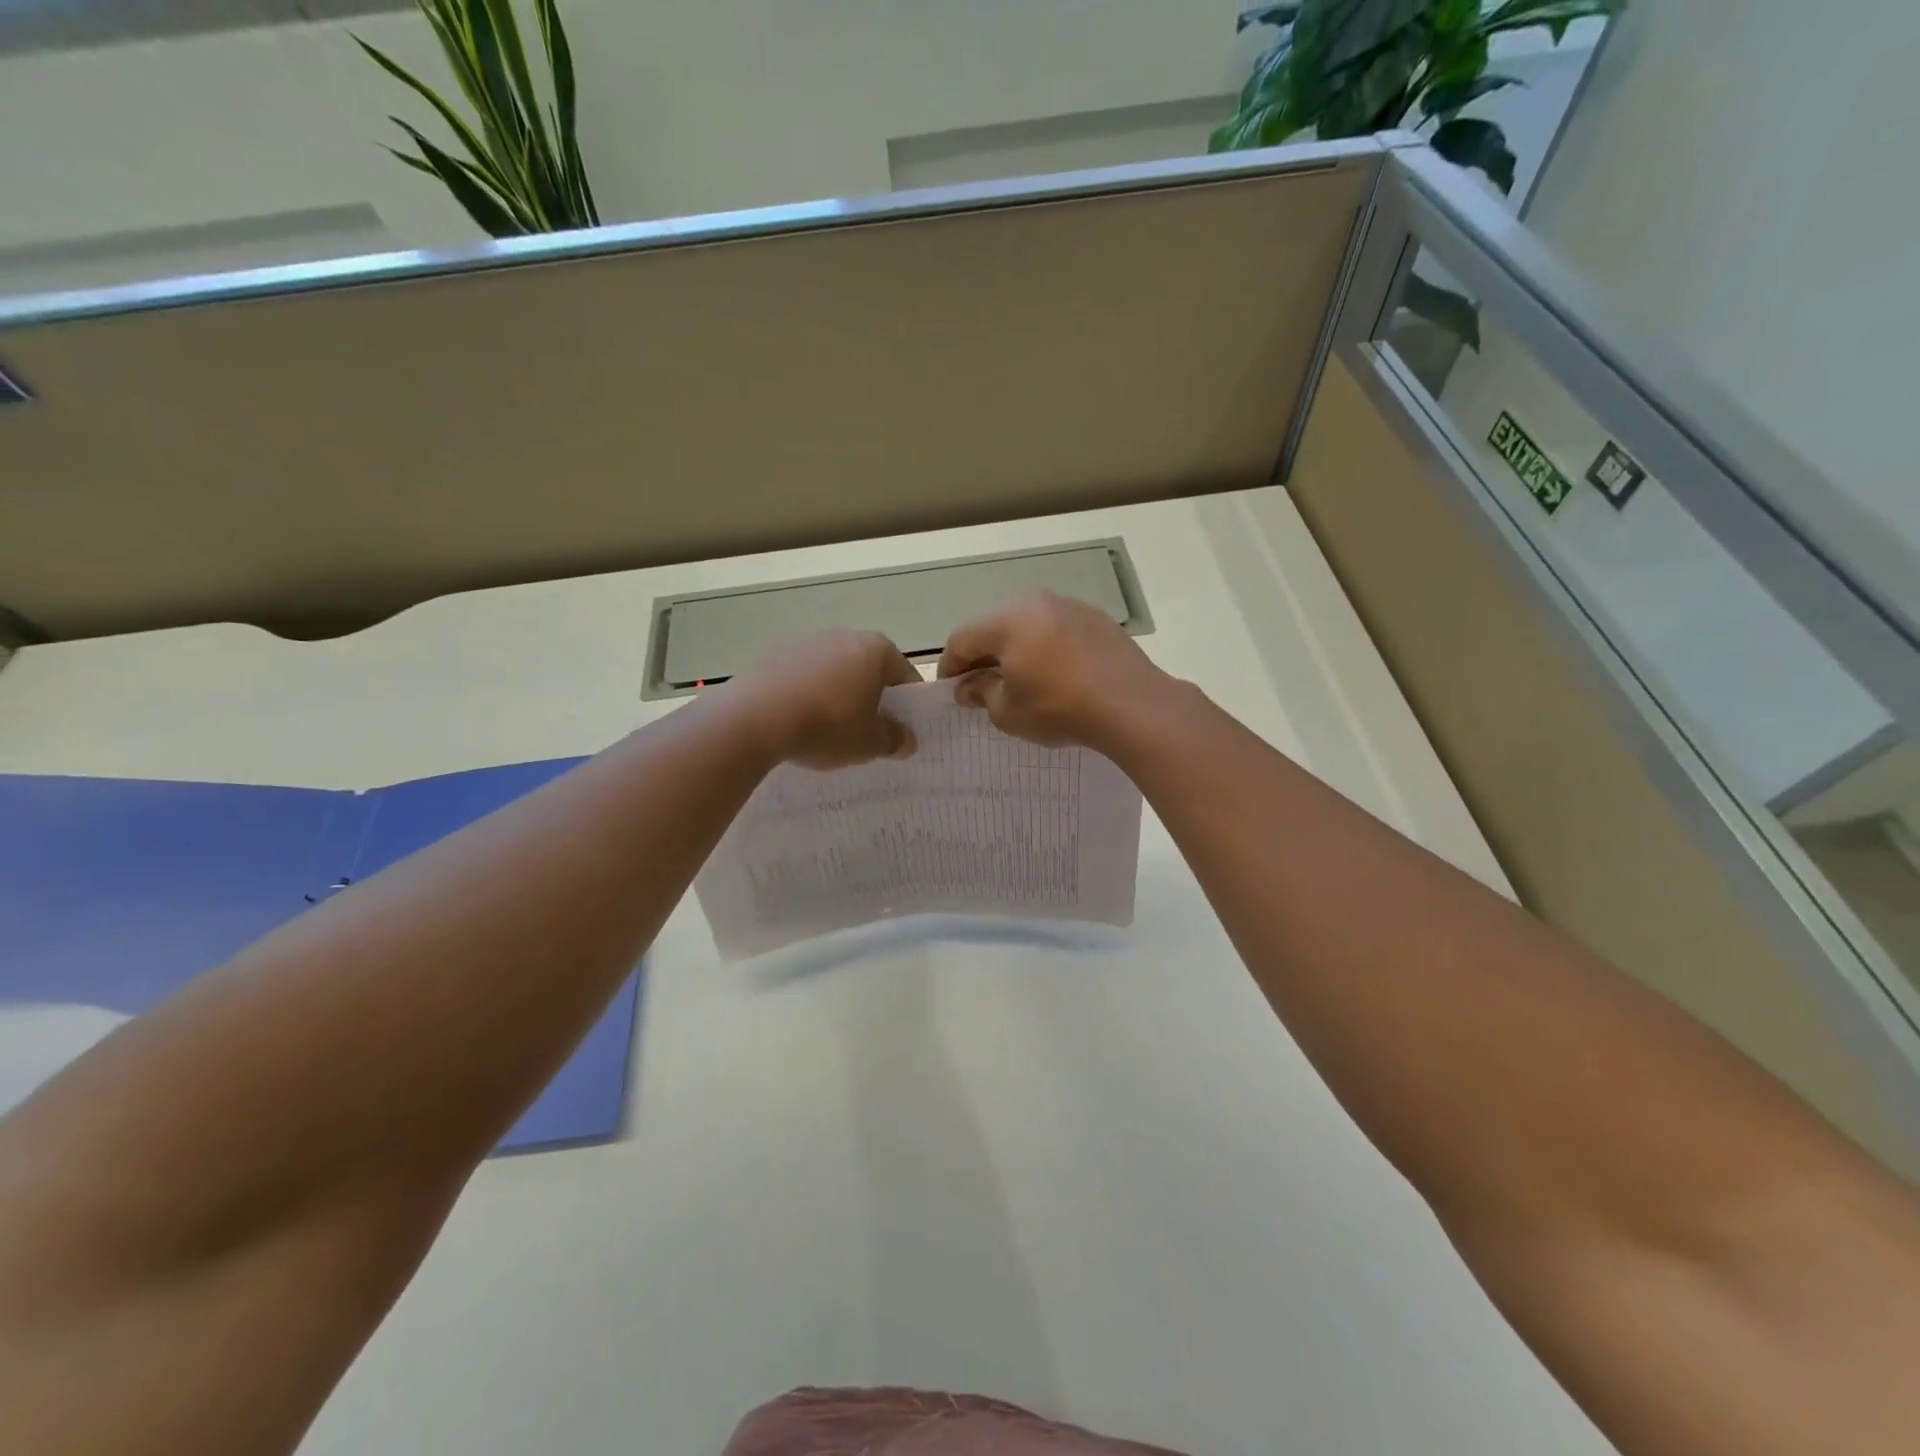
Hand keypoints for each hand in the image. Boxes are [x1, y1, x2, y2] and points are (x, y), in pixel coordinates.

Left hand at [727, 629, 920, 768]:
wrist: (755, 719)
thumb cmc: (827, 726)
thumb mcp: (869, 743)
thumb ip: (894, 739)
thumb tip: (907, 739)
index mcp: (876, 649)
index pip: (904, 675)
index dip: (907, 705)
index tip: (901, 730)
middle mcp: (843, 635)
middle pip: (867, 669)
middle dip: (870, 697)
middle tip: (867, 732)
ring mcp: (805, 642)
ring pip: (833, 671)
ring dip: (836, 695)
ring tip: (828, 731)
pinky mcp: (772, 654)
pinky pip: (801, 677)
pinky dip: (806, 695)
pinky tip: (797, 722)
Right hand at [937, 590, 1169, 746]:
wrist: (1132, 705)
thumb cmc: (1059, 708)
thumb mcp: (1008, 711)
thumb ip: (982, 693)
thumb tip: (969, 686)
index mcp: (1006, 620)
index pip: (962, 639)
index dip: (950, 666)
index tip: (951, 690)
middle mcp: (1035, 602)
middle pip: (994, 626)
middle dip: (983, 655)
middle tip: (980, 686)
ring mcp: (1070, 606)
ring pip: (1028, 625)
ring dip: (1016, 650)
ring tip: (1018, 680)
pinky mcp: (1097, 619)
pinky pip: (1057, 630)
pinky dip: (1046, 648)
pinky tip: (1054, 675)